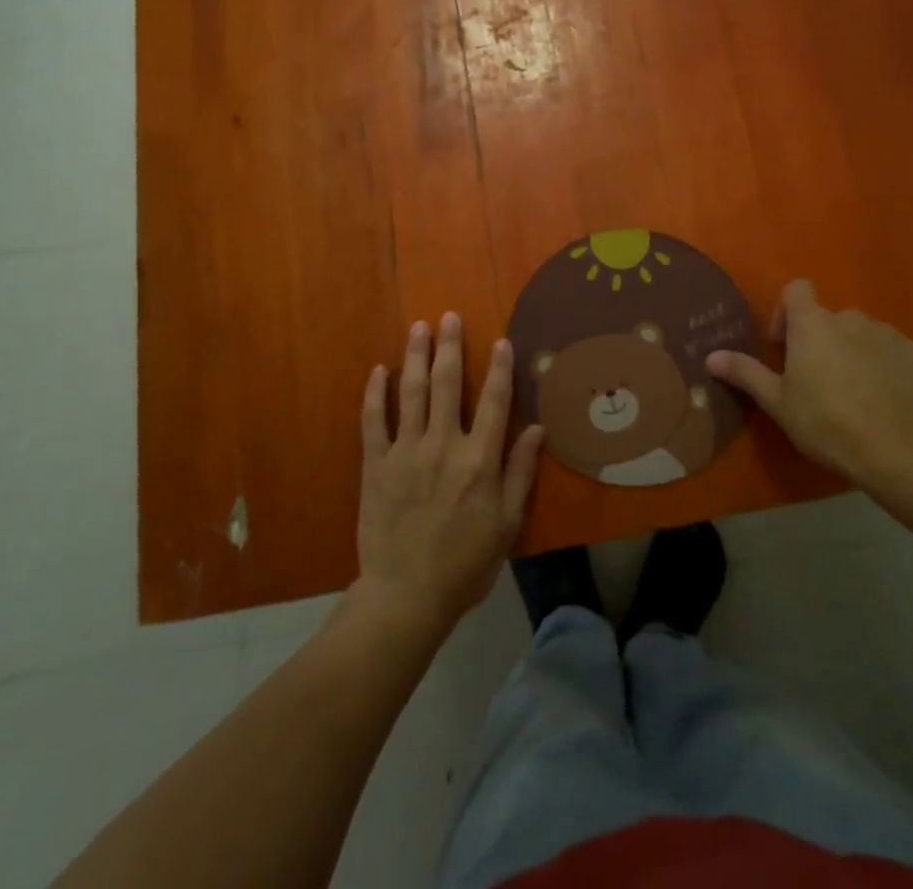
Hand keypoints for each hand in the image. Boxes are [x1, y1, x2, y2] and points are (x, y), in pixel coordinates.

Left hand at [355, 313, 545, 638]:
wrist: (406, 596)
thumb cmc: (466, 563)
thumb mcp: (506, 523)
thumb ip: (520, 472)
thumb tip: (539, 428)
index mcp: (479, 460)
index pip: (494, 402)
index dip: (499, 368)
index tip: (501, 340)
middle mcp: (443, 445)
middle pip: (448, 384)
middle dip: (450, 347)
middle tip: (449, 316)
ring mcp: (405, 452)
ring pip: (412, 393)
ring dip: (416, 356)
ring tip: (419, 327)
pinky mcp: (376, 465)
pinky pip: (373, 421)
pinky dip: (376, 394)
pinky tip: (379, 371)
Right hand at [707, 280, 912, 492]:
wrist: (898, 449)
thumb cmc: (826, 422)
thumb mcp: (778, 403)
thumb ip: (745, 373)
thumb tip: (711, 356)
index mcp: (812, 324)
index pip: (797, 289)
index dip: (787, 312)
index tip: (784, 346)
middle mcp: (850, 318)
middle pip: (829, 319)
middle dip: (821, 341)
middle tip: (817, 381)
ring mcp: (888, 333)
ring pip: (862, 335)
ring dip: (853, 352)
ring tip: (854, 393)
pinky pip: (894, 352)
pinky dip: (886, 366)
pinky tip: (886, 398)